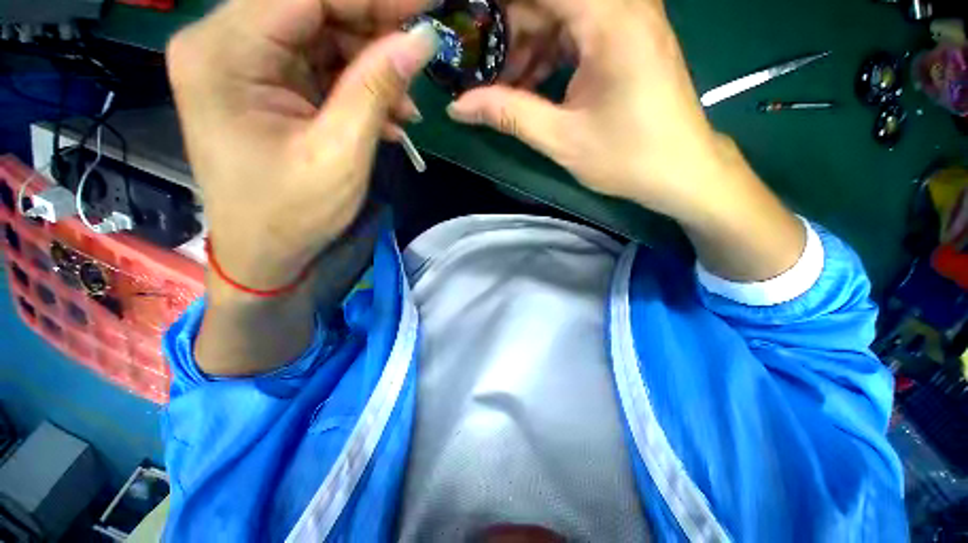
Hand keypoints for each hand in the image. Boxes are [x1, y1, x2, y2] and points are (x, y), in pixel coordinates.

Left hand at [167, 0, 436, 290]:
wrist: (264, 252)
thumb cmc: (294, 214)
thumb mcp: (341, 154)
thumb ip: (375, 89)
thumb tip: (419, 40)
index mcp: (224, 54)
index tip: (424, 7)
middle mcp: (222, 43)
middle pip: (311, 8)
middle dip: (373, 31)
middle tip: (419, 58)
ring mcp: (241, 63)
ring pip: (320, 35)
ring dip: (370, 67)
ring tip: (405, 108)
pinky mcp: (262, 84)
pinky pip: (317, 65)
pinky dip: (356, 86)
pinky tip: (386, 118)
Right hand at [448, 0, 805, 282]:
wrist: (680, 170)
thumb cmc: (627, 157)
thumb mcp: (560, 138)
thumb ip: (507, 113)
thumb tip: (458, 107)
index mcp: (608, 18)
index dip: (495, 9)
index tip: (467, 30)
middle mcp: (620, 4)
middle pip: (545, 2)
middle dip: (507, 33)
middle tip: (482, 74)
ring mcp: (625, 18)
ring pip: (558, 14)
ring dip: (526, 48)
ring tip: (506, 89)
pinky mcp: (626, 36)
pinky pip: (575, 30)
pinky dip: (548, 55)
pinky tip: (533, 87)